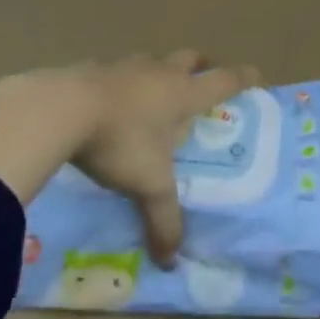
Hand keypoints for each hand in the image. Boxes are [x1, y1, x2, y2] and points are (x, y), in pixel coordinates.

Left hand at [0, 50, 253, 265]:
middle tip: (204, 79)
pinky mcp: (94, 68)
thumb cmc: (119, 141)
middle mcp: (159, 73)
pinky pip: (117, 71)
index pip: (224, 81)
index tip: (258, 77)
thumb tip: (172, 260)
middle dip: (201, 66)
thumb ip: (163, 219)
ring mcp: (125, 66)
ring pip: (153, 60)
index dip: (243, 78)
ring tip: (155, 94)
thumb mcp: (147, 184)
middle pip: (190, 58)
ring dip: (160, 71)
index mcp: (182, 94)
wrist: (61, 109)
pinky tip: (111, 102)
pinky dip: (122, 81)